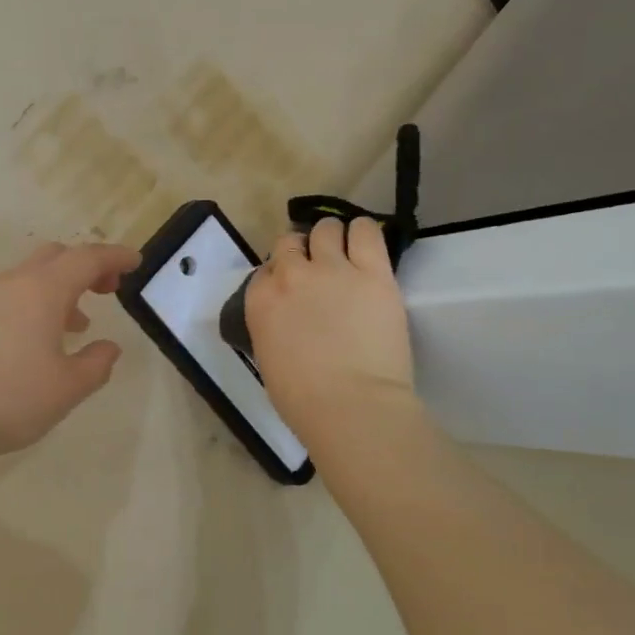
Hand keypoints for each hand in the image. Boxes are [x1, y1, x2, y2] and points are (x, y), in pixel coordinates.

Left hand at [0, 241, 140, 457]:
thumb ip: (96, 363)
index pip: (87, 258)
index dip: (115, 257)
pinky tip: (44, 339)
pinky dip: (39, 302)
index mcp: (44, 291)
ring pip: (33, 275)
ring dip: (62, 286)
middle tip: (109, 289)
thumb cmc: (11, 397)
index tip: (136, 263)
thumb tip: (108, 348)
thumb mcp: (69, 386)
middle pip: (57, 255)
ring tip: (80, 322)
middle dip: (87, 265)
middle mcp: (15, 284)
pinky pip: (15, 295)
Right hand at [245, 216, 415, 442]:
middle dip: (302, 253)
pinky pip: (365, 231)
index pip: (266, 269)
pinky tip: (366, 243)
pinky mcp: (373, 271)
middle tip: (318, 271)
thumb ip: (272, 326)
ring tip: (344, 252)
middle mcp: (292, 274)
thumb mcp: (268, 358)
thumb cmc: (303, 399)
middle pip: (291, 242)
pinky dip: (363, 232)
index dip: (280, 276)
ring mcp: (333, 269)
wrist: (351, 405)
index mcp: (260, 300)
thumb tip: (288, 319)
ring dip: (331, 237)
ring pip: (327, 229)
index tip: (292, 290)